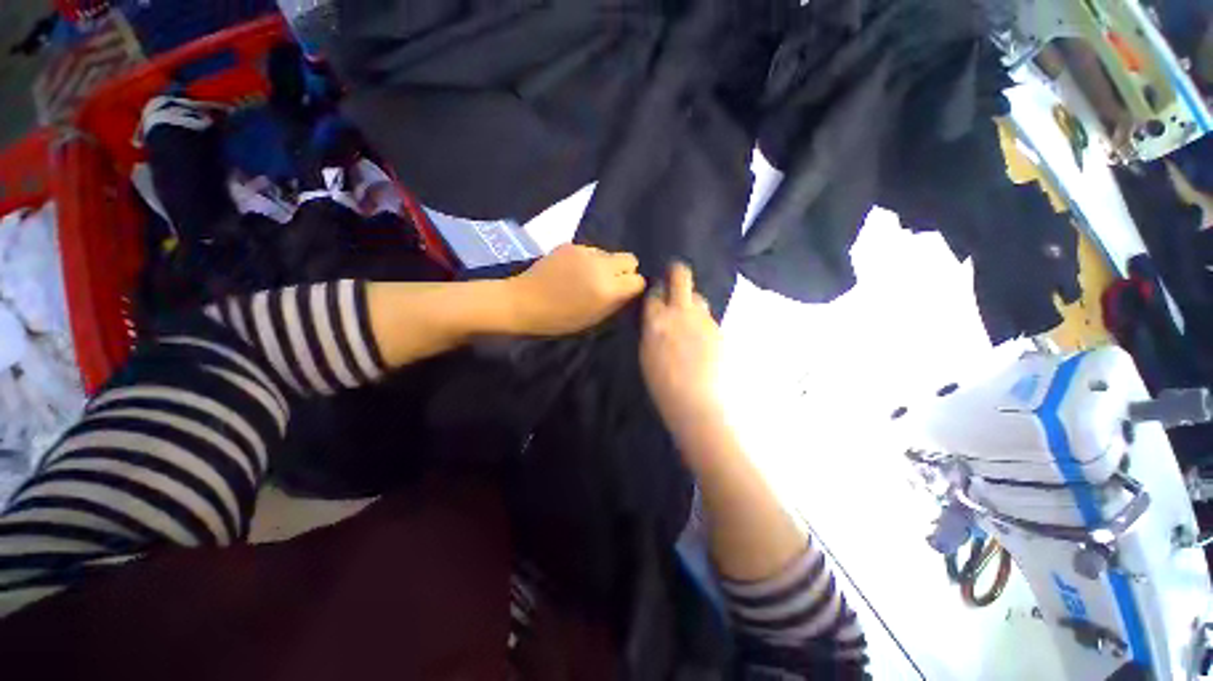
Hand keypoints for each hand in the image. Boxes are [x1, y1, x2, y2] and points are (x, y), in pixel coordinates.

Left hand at [508, 244, 645, 335]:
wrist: (522, 302)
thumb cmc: (558, 319)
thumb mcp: (593, 319)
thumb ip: (616, 303)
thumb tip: (628, 290)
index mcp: (608, 289)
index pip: (638, 280)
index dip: (633, 288)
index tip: (624, 294)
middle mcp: (601, 266)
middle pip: (630, 259)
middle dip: (626, 271)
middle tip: (611, 283)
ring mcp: (585, 252)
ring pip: (610, 253)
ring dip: (606, 264)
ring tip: (589, 277)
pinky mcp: (571, 245)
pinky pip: (592, 250)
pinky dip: (590, 260)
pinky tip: (574, 270)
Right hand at [640, 262, 723, 432]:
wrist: (696, 401)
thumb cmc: (663, 384)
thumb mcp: (647, 354)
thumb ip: (652, 330)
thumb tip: (657, 318)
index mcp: (657, 321)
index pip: (655, 293)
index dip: (656, 290)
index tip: (658, 292)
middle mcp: (680, 313)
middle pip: (681, 278)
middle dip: (677, 272)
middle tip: (675, 274)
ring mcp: (703, 319)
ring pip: (698, 297)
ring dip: (692, 301)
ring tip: (689, 315)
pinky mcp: (719, 329)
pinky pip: (709, 317)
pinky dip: (703, 320)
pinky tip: (701, 336)